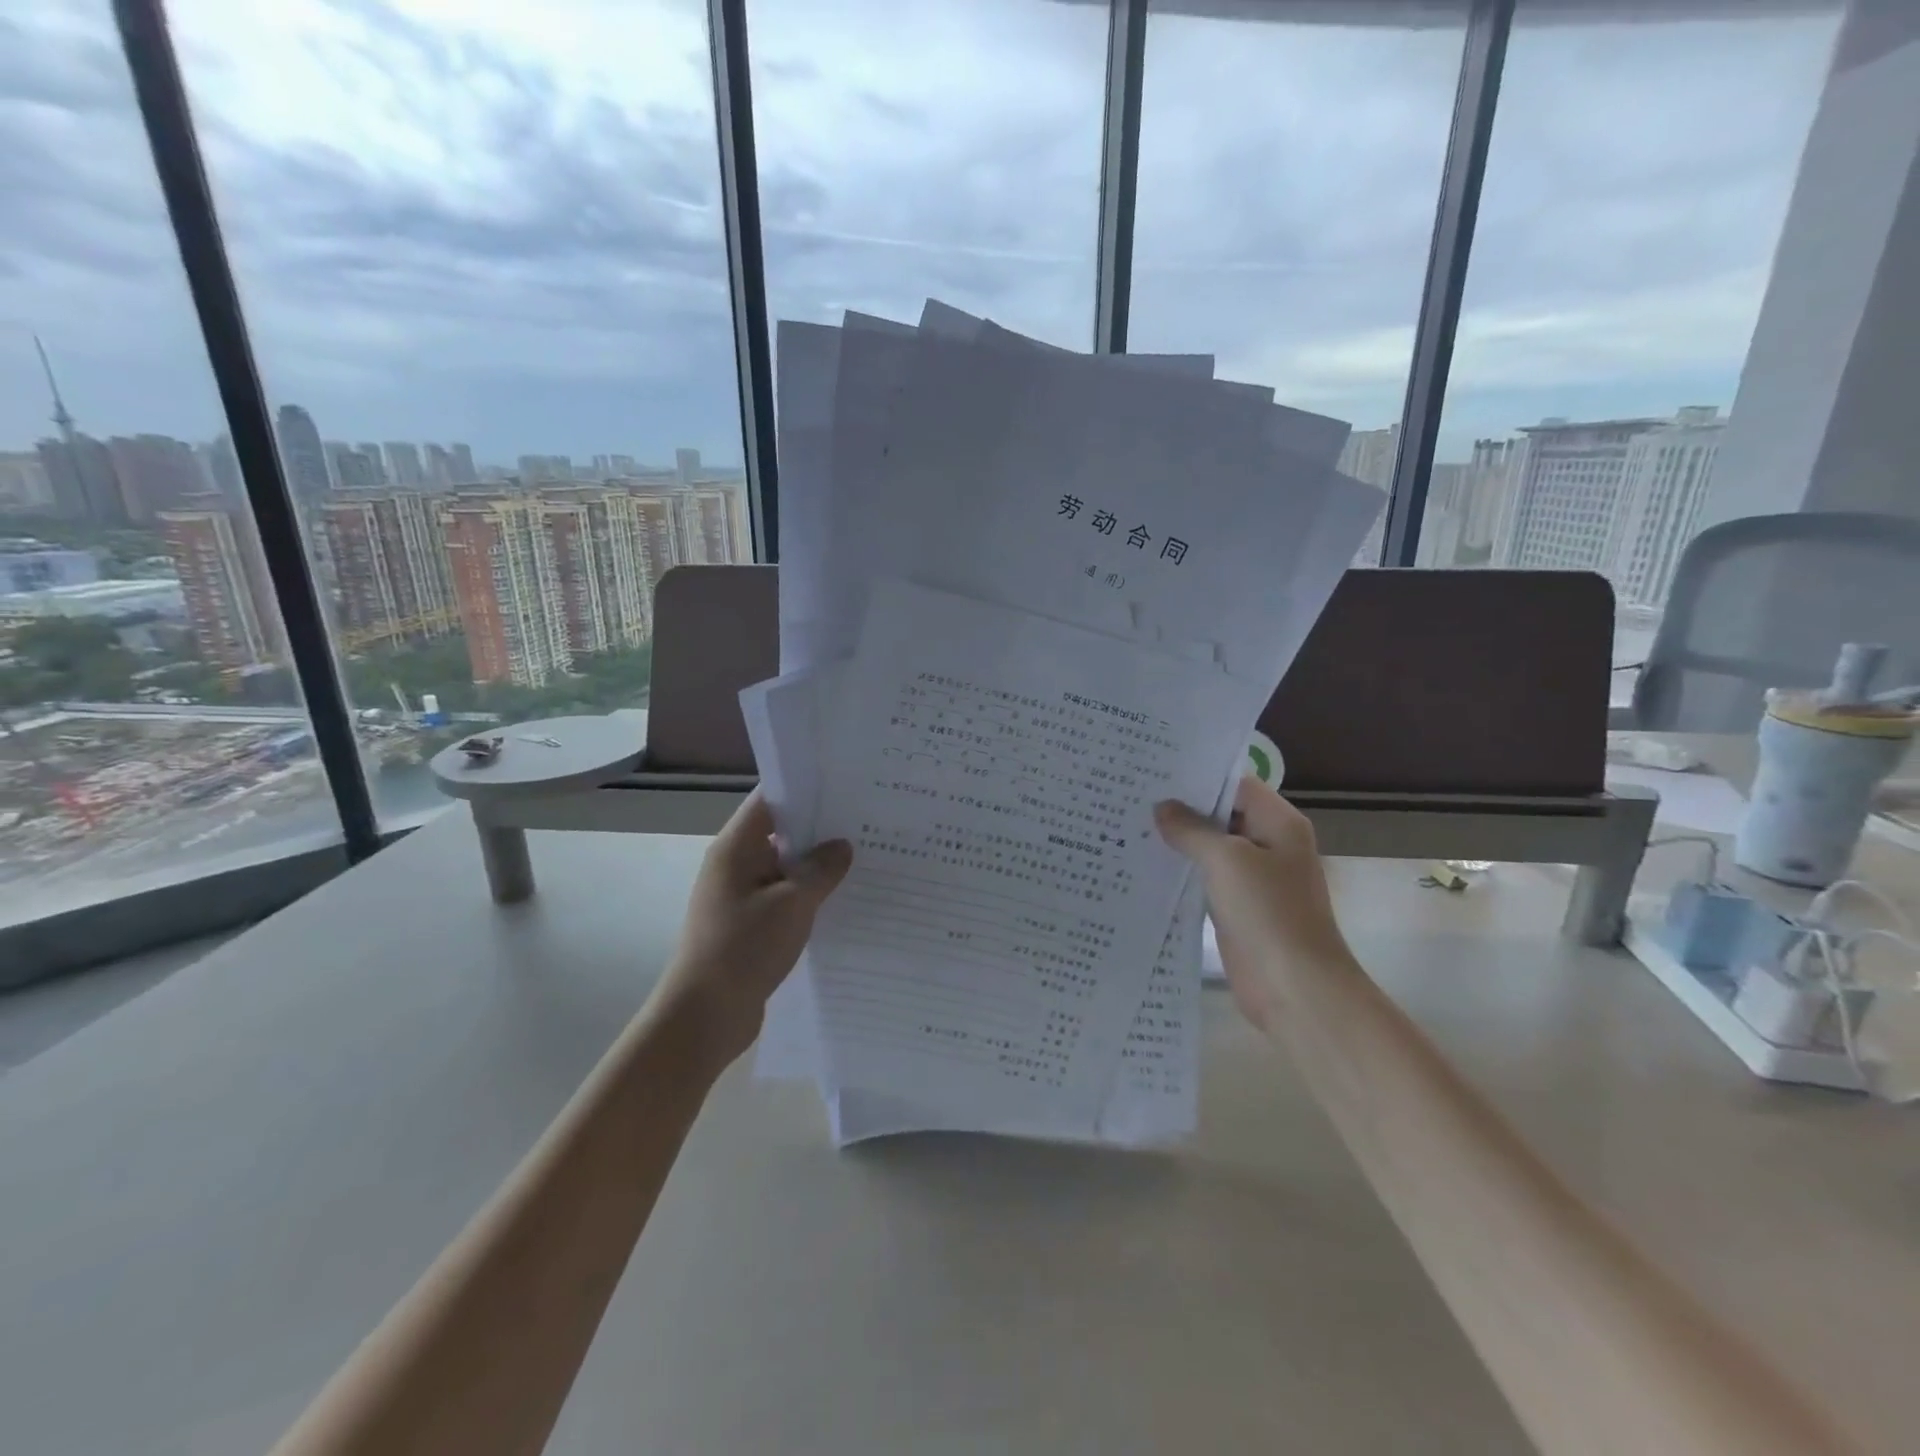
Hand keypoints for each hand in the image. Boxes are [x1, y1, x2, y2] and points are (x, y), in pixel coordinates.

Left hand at [651, 792, 851, 1069]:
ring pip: (785, 870)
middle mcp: (735, 866)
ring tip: (865, 859)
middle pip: (780, 833)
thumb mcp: (792, 904)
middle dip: (820, 830)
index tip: (845, 785)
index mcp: (735, 849)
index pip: (769, 800)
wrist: (704, 1017)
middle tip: (867, 823)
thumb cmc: (744, 948)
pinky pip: (784, 899)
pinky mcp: (749, 926)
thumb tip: (841, 846)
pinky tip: (843, 901)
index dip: (805, 789)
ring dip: (817, 868)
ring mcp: (741, 897)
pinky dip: (809, 897)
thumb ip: (820, 870)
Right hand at [1155, 776, 1351, 1032]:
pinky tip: (1146, 864)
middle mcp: (1269, 843)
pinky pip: (1207, 878)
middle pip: (1222, 814)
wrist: (1295, 987)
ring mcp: (1254, 878)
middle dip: (1182, 808)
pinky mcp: (1239, 907)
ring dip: (1179, 840)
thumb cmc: (1268, 913)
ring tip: (1130, 824)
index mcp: (1278, 823)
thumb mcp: (1226, 860)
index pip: (1235, 784)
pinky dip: (1183, 870)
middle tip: (1133, 796)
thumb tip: (1162, 808)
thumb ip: (1192, 829)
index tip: (1154, 771)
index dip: (1197, 777)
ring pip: (1212, 847)